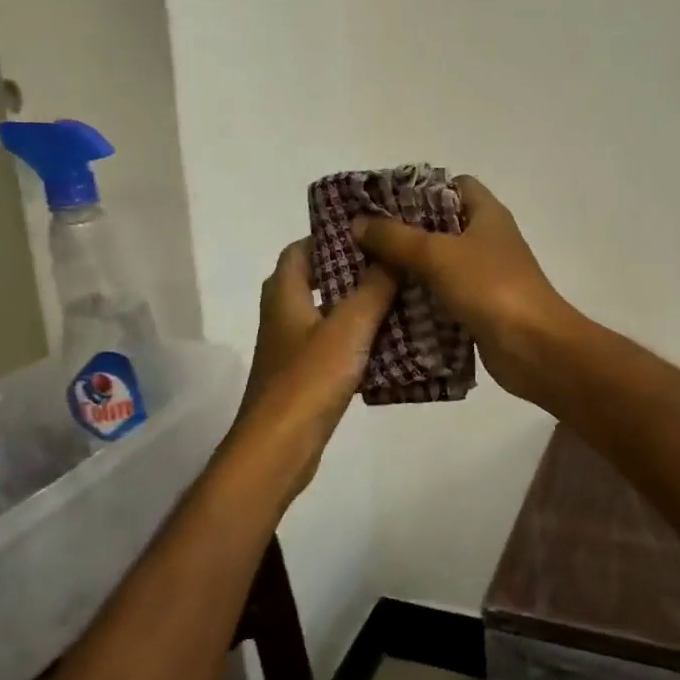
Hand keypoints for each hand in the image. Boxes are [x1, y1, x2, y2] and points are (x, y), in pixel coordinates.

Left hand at [231, 239, 398, 499]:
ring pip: (328, 312)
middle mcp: (283, 313)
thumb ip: (374, 288)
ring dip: (358, 302)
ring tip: (401, 294)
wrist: (278, 449)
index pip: (302, 248)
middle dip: (353, 268)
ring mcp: (292, 346)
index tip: (371, 231)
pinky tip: (391, 340)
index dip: (333, 235)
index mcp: (285, 292)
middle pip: (317, 278)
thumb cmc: (308, 380)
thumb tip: (393, 252)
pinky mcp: (304, 374)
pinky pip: (333, 342)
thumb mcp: (348, 327)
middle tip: (394, 261)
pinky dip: (357, 336)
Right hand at [352, 177, 579, 403]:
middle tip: (362, 238)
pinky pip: (441, 296)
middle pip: (440, 225)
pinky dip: (418, 299)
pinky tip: (385, 304)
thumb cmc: (491, 287)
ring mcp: (484, 276)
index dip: (420, 188)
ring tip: (363, 270)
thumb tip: (358, 222)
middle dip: (402, 232)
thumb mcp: (438, 254)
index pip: (454, 185)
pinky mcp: (477, 307)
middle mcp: (487, 239)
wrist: (534, 348)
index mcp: (487, 214)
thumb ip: (396, 238)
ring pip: (438, 264)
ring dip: (406, 268)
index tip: (382, 202)